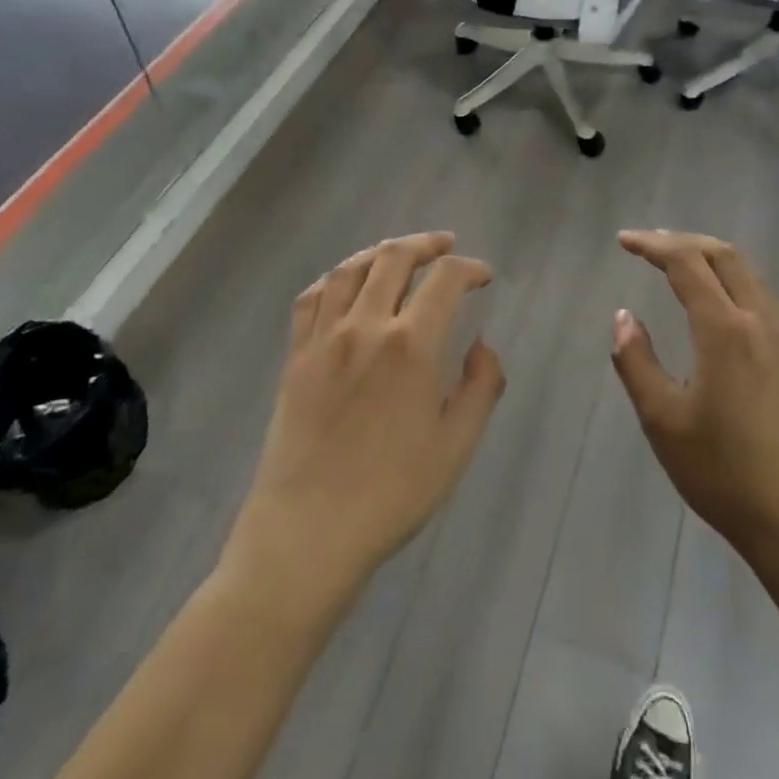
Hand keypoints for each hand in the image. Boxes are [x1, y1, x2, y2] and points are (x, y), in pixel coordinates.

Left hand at [227, 233, 504, 600]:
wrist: (307, 534)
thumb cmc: (391, 495)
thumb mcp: (456, 447)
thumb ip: (480, 387)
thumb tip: (482, 345)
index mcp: (410, 346)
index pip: (445, 280)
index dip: (470, 268)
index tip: (484, 276)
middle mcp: (364, 327)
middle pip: (393, 258)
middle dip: (425, 244)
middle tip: (446, 247)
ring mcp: (323, 339)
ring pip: (349, 270)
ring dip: (380, 252)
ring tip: (399, 253)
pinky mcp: (295, 357)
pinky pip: (311, 298)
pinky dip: (334, 278)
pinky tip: (346, 284)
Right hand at [612, 230, 778, 559]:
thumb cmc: (724, 472)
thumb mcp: (663, 420)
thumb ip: (637, 362)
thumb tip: (623, 317)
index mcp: (725, 329)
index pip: (687, 263)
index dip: (653, 245)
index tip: (623, 241)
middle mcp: (759, 321)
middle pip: (725, 255)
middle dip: (684, 240)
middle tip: (648, 245)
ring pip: (749, 273)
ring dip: (711, 256)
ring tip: (679, 263)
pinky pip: (761, 296)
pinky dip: (732, 279)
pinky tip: (718, 303)